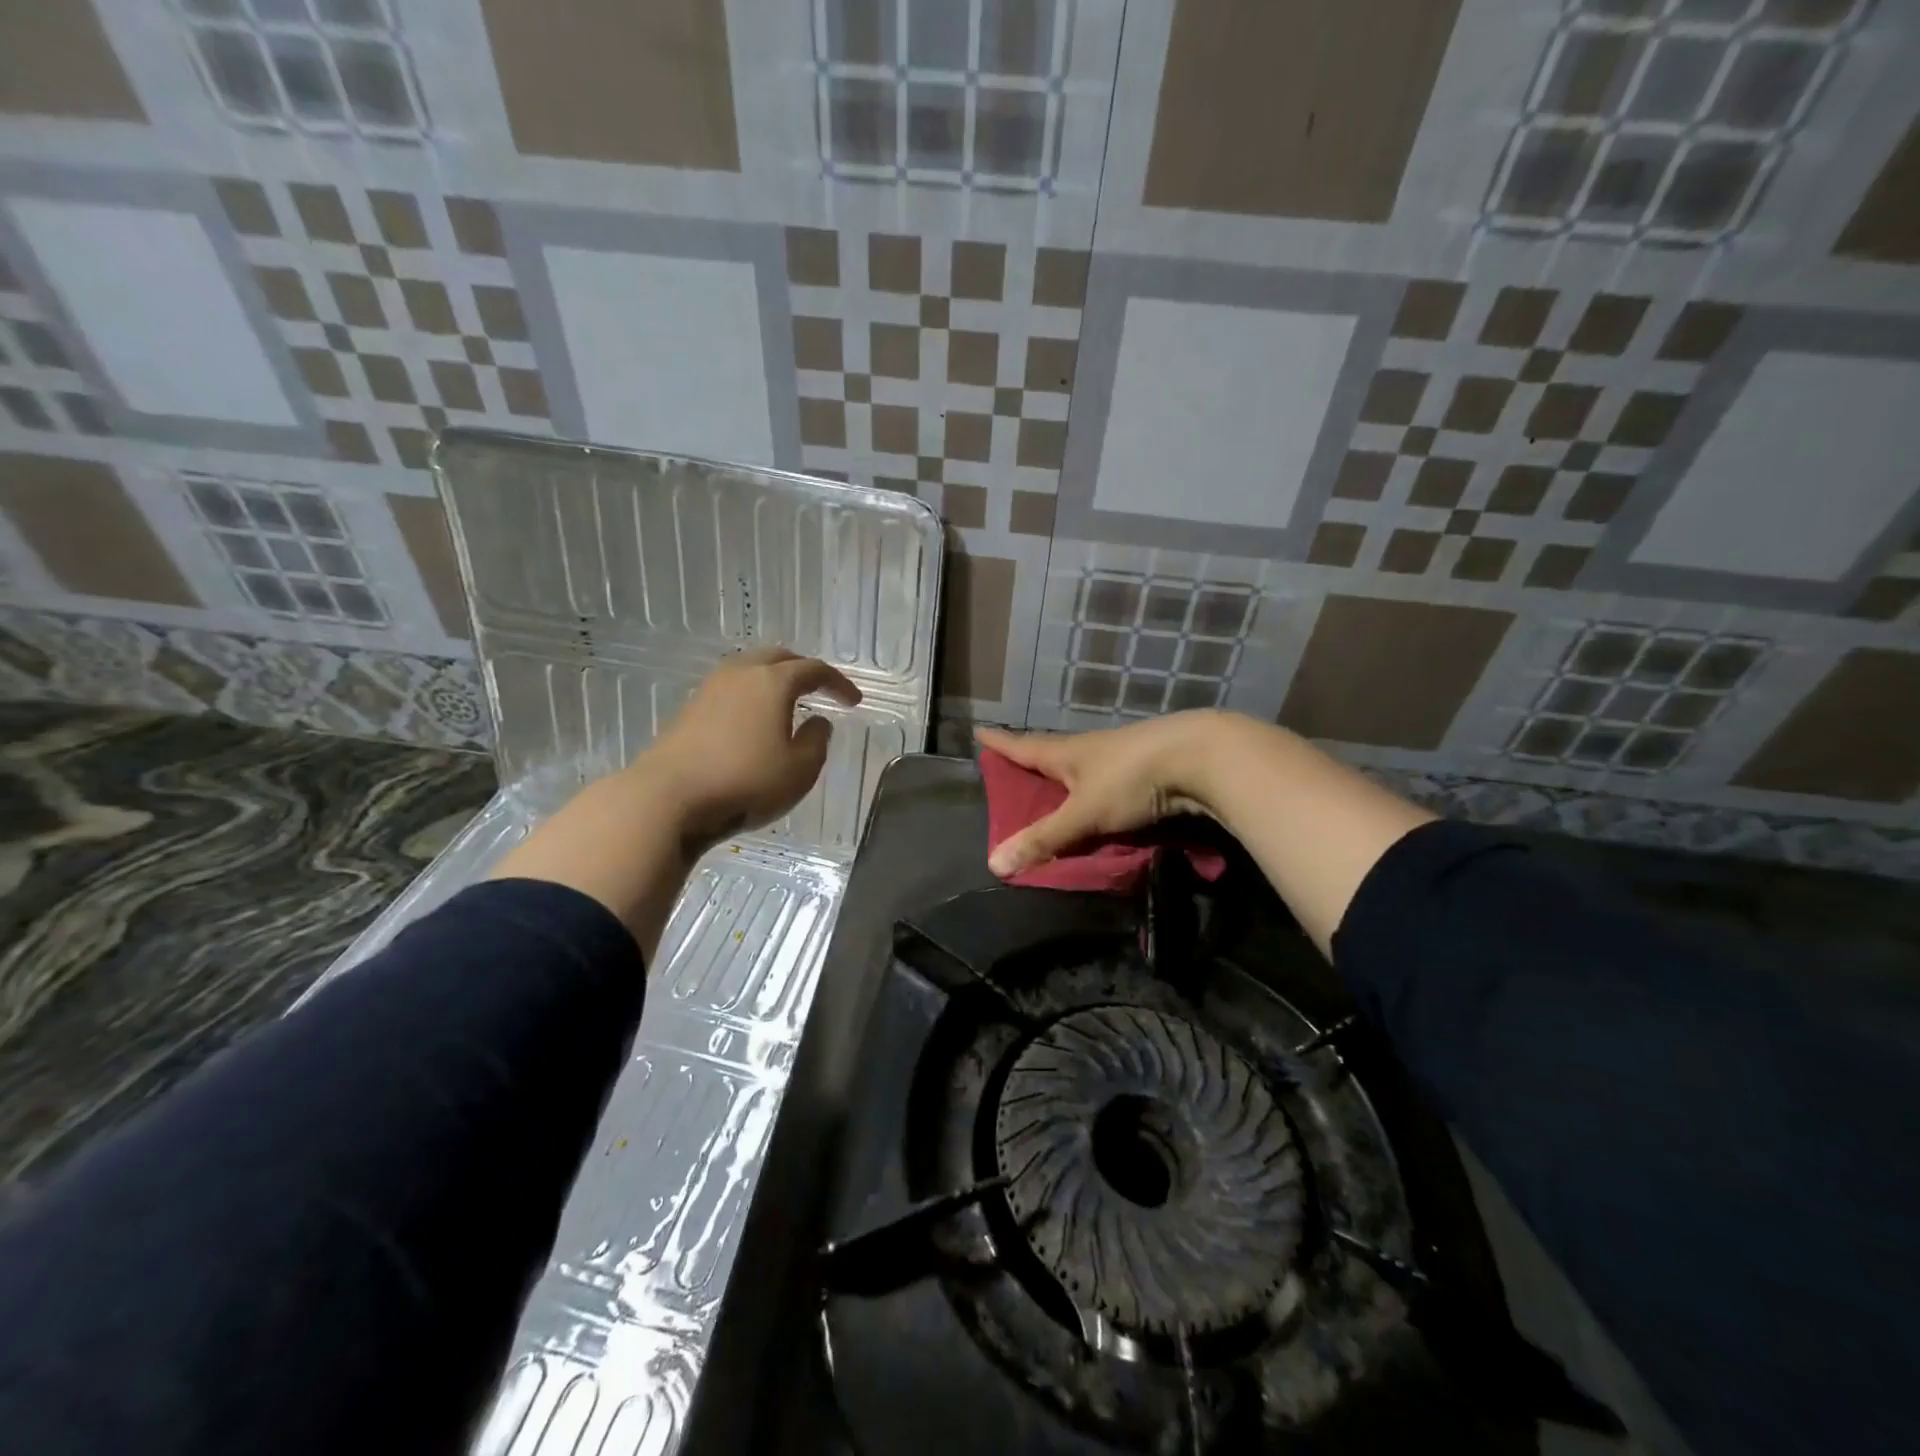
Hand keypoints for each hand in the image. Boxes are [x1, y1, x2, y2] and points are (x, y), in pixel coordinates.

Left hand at [642, 647, 861, 850]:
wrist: (668, 798)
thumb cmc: (745, 782)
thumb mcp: (799, 770)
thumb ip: (817, 741)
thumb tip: (818, 722)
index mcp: (772, 682)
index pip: (814, 670)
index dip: (838, 683)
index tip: (853, 701)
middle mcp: (741, 674)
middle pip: (778, 657)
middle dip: (803, 670)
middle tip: (820, 688)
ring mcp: (710, 689)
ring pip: (750, 669)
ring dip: (773, 679)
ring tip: (788, 701)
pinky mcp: (690, 709)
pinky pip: (731, 689)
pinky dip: (751, 694)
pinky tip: (755, 719)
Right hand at [975, 713, 1222, 876]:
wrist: (1201, 758)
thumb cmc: (1131, 778)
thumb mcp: (1083, 813)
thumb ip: (1044, 839)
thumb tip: (994, 864)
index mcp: (1067, 753)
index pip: (1023, 746)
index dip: (1000, 743)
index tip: (979, 731)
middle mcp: (1090, 750)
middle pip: (1052, 755)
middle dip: (1032, 763)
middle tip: (1012, 771)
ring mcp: (1121, 758)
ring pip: (1083, 770)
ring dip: (1066, 780)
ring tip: (1053, 794)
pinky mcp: (1148, 771)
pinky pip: (1110, 786)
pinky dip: (1096, 796)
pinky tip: (1099, 808)